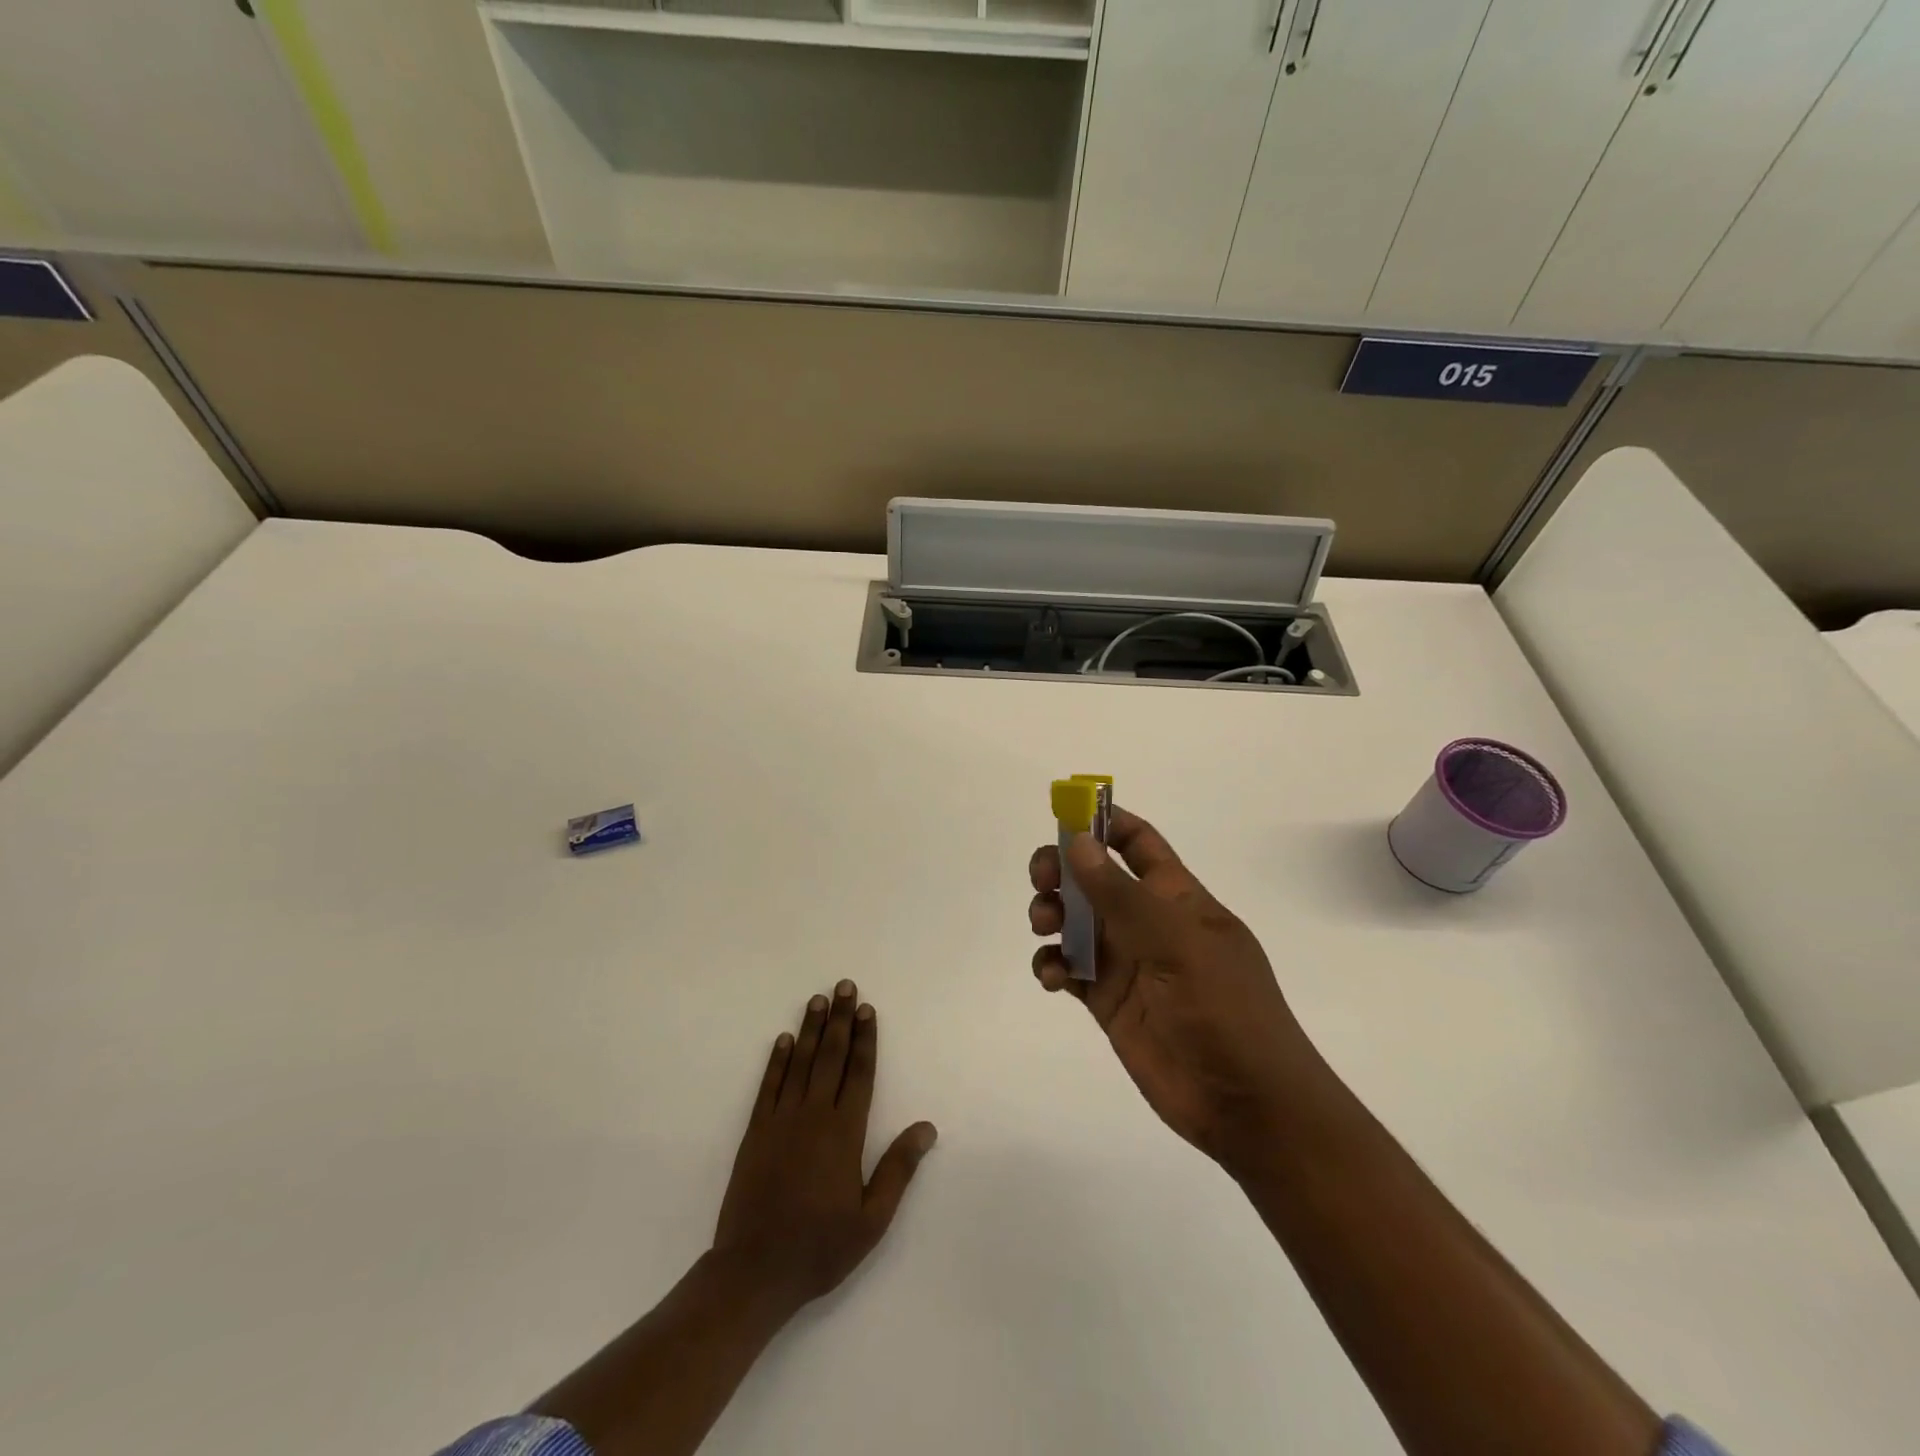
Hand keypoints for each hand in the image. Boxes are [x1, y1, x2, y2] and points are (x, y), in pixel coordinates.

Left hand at [712, 981, 936, 1313]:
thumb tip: (926, 1127)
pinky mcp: (755, 1132)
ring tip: (818, 999)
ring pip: (800, 1063)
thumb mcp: (871, 1219)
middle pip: (830, 1057)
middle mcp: (814, 1116)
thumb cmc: (819, 1247)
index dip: (865, 1039)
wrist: (754, 1272)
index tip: (867, 1009)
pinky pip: (769, 1086)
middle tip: (844, 986)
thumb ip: (898, 1169)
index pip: (859, 1073)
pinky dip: (777, 1061)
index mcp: (844, 1133)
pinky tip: (783, 1040)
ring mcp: (781, 1121)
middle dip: (840, 1019)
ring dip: (810, 1029)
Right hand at [1028, 808, 1316, 1168]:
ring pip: (1073, 920)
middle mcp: (1147, 922)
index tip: (1063, 818)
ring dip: (1051, 913)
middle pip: (1093, 877)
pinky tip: (1053, 978)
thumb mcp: (1177, 944)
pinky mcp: (1106, 1001)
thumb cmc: (1225, 1010)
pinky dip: (1052, 964)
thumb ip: (1122, 894)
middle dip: (1061, 870)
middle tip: (1042, 880)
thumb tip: (1078, 841)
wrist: (1247, 1105)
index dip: (1103, 823)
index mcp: (1176, 897)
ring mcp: (1125, 962)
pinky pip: (1068, 968)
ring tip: (1045, 927)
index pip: (1137, 843)